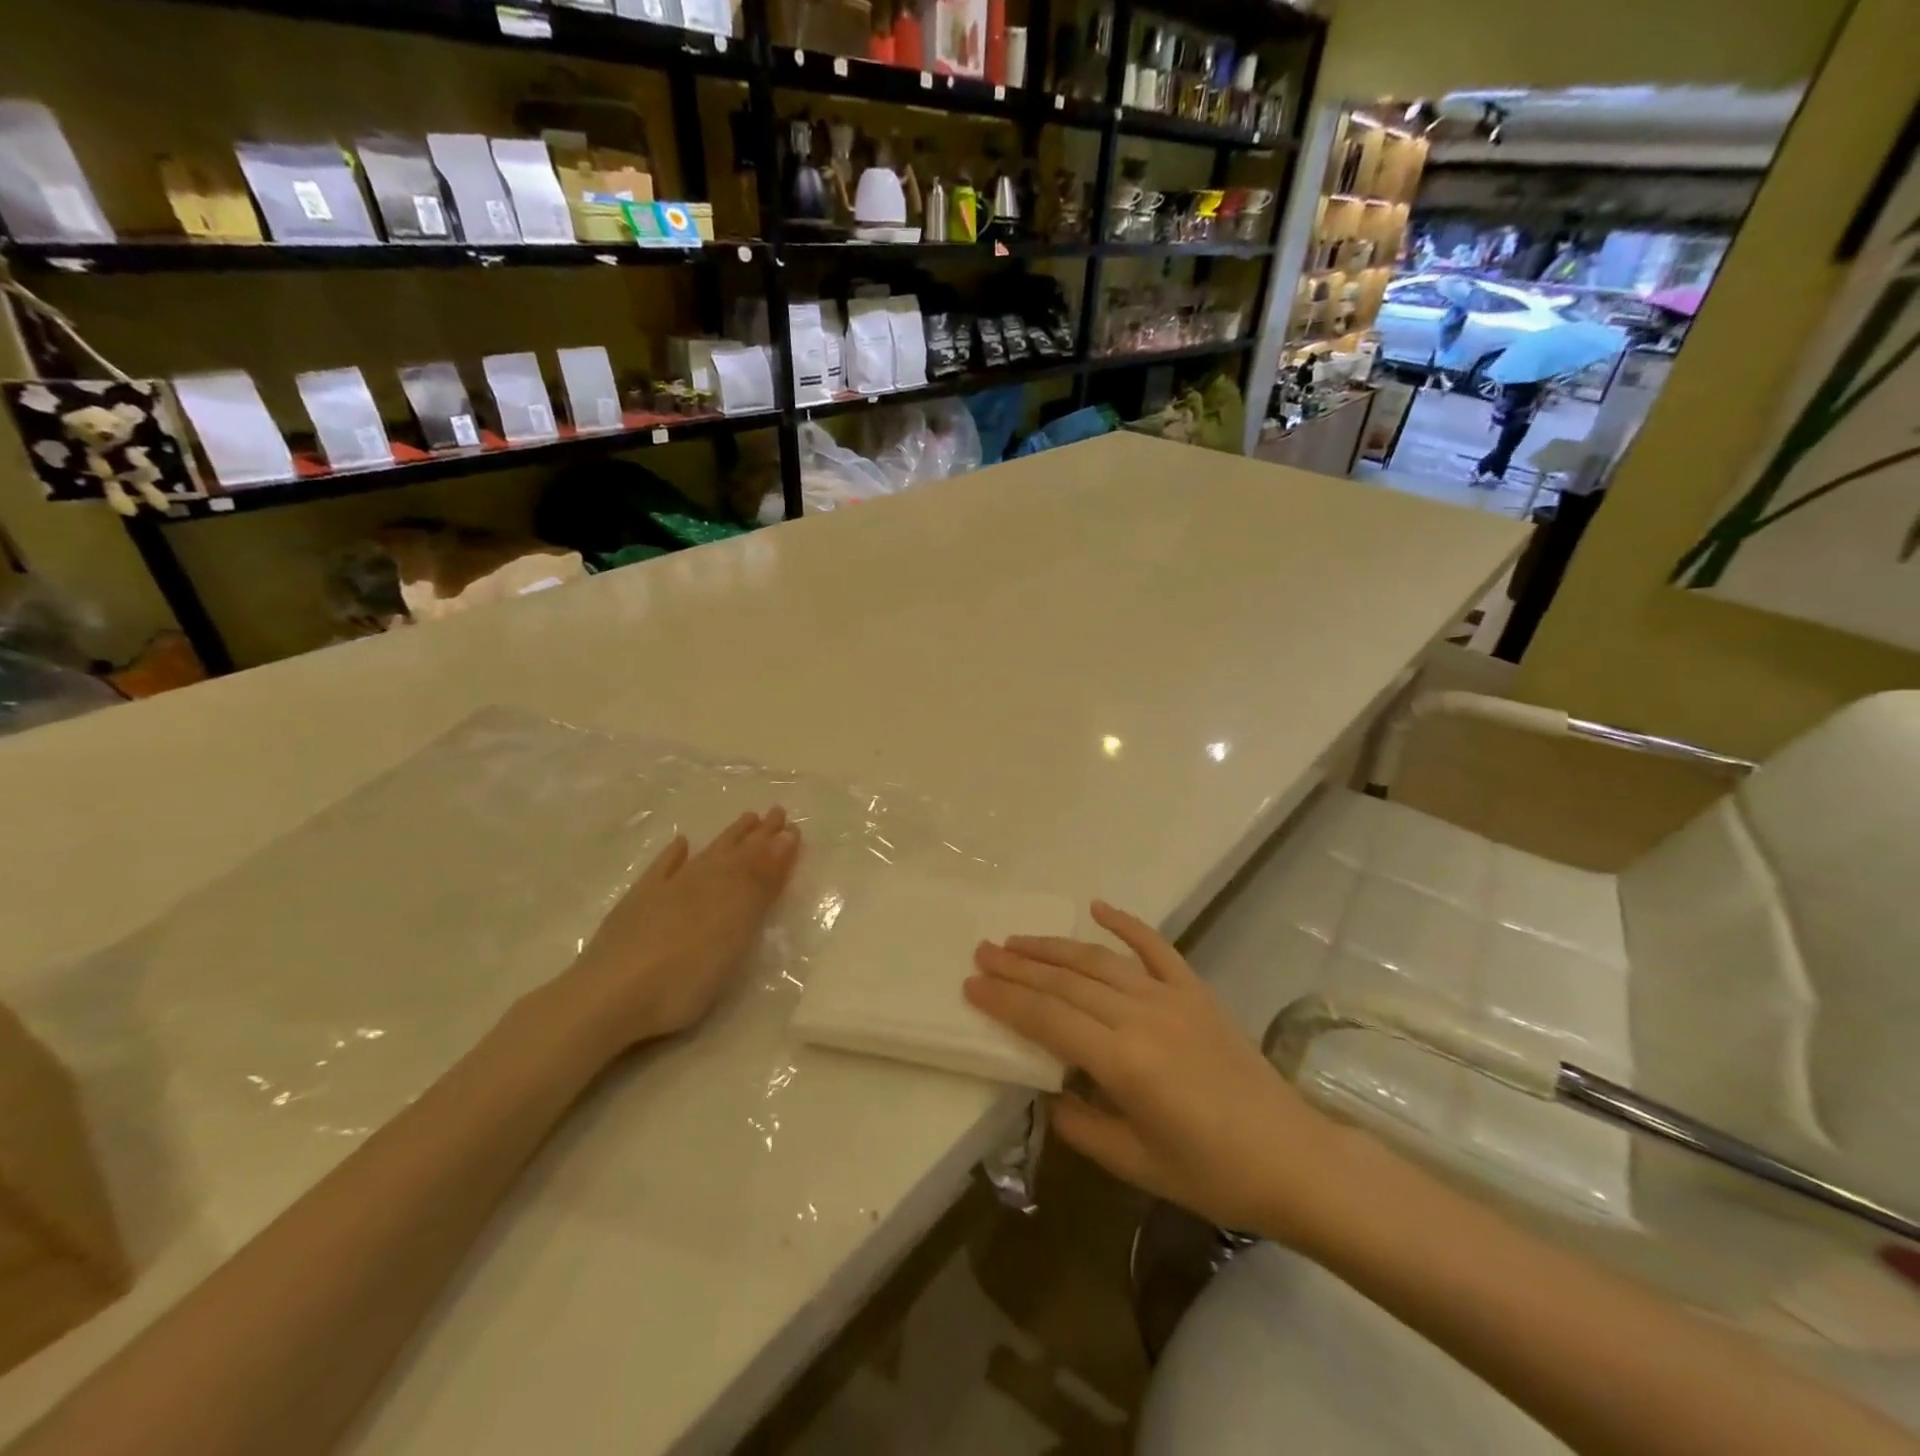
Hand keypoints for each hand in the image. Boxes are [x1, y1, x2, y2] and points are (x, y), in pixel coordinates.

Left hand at [555, 808, 801, 1055]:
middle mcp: (698, 882)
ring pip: (704, 857)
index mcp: (727, 890)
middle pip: (733, 853)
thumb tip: (784, 837)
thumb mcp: (736, 930)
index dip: (775, 844)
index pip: (758, 860)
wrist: (608, 997)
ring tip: (744, 820)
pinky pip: (661, 870)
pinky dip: (673, 856)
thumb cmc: (685, 976)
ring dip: (726, 839)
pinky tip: (681, 844)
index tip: (792, 825)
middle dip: (756, 835)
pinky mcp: (636, 905)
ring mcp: (664, 891)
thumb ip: (759, 883)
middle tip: (775, 813)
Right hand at [966, 900, 1339, 1240]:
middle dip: (1019, 965)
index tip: (971, 983)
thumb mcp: (1135, 1164)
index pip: (1047, 1019)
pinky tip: (1098, 907)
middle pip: (1066, 981)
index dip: (1005, 999)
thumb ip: (1080, 1124)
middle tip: (982, 951)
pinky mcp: (1195, 991)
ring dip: (1054, 947)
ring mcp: (1171, 997)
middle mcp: (1141, 1016)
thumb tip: (1045, 1091)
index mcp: (1123, 1062)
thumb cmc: (1212, 1173)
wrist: (1293, 1158)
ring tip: (1017, 940)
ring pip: (1099, 960)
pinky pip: (1155, 947)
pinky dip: (1126, 923)